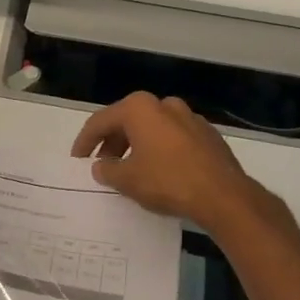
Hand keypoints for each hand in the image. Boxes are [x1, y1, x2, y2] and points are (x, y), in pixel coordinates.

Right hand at [71, 92, 262, 228]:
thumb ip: (108, 170)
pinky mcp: (207, 134)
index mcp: (139, 108)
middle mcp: (164, 104)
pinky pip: (173, 139)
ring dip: (136, 146)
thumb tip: (101, 166)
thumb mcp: (127, 180)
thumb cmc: (167, 181)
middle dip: (112, 143)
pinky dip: (159, 150)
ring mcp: (189, 117)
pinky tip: (158, 171)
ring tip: (129, 170)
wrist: (222, 195)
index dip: (85, 142)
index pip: (101, 121)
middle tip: (102, 165)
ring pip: (152, 129)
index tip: (77, 159)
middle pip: (128, 121)